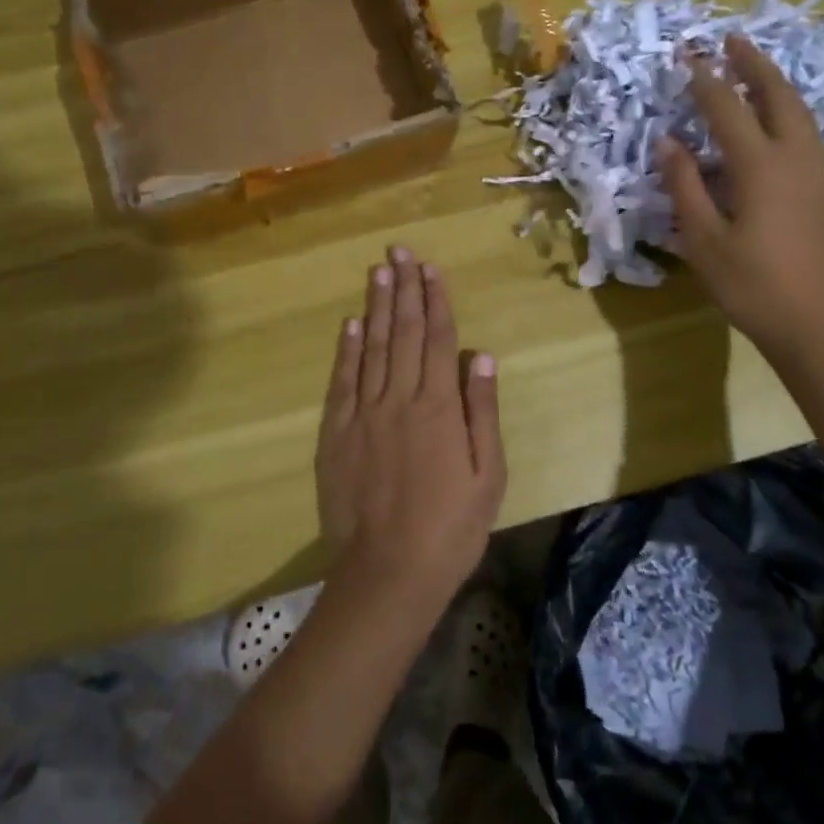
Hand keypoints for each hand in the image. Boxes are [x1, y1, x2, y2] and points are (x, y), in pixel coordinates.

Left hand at [315, 247, 505, 610]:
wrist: (388, 572)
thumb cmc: (450, 527)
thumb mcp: (488, 475)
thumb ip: (481, 410)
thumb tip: (480, 354)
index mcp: (438, 406)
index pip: (437, 338)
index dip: (434, 299)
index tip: (430, 268)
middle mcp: (399, 398)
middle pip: (402, 332)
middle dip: (403, 288)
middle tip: (400, 251)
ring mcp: (363, 413)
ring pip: (371, 347)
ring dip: (376, 306)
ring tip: (378, 270)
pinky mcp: (336, 432)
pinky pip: (343, 380)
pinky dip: (347, 348)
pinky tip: (351, 323)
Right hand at [655, 35, 823, 361]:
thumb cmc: (756, 287)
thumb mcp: (705, 241)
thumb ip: (686, 187)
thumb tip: (669, 143)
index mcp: (761, 167)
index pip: (728, 109)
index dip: (705, 80)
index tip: (687, 55)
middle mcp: (794, 160)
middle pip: (778, 97)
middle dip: (754, 65)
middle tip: (733, 39)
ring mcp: (817, 175)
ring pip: (799, 113)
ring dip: (775, 84)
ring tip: (754, 68)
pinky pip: (805, 134)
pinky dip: (786, 111)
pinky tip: (774, 121)